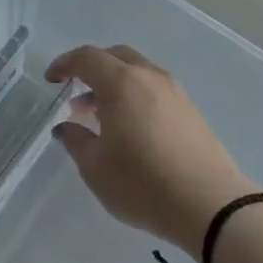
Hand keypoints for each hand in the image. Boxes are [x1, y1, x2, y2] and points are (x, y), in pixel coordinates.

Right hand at [47, 45, 255, 261]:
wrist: (210, 206)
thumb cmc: (143, 184)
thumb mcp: (96, 168)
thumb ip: (76, 141)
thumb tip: (67, 127)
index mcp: (121, 82)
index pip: (86, 58)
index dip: (65, 64)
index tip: (52, 80)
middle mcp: (148, 77)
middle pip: (115, 56)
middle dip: (91, 69)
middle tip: (76, 95)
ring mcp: (174, 91)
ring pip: (137, 72)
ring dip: (114, 84)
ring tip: (100, 117)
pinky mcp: (190, 110)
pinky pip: (153, 89)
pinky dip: (134, 96)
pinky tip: (129, 128)